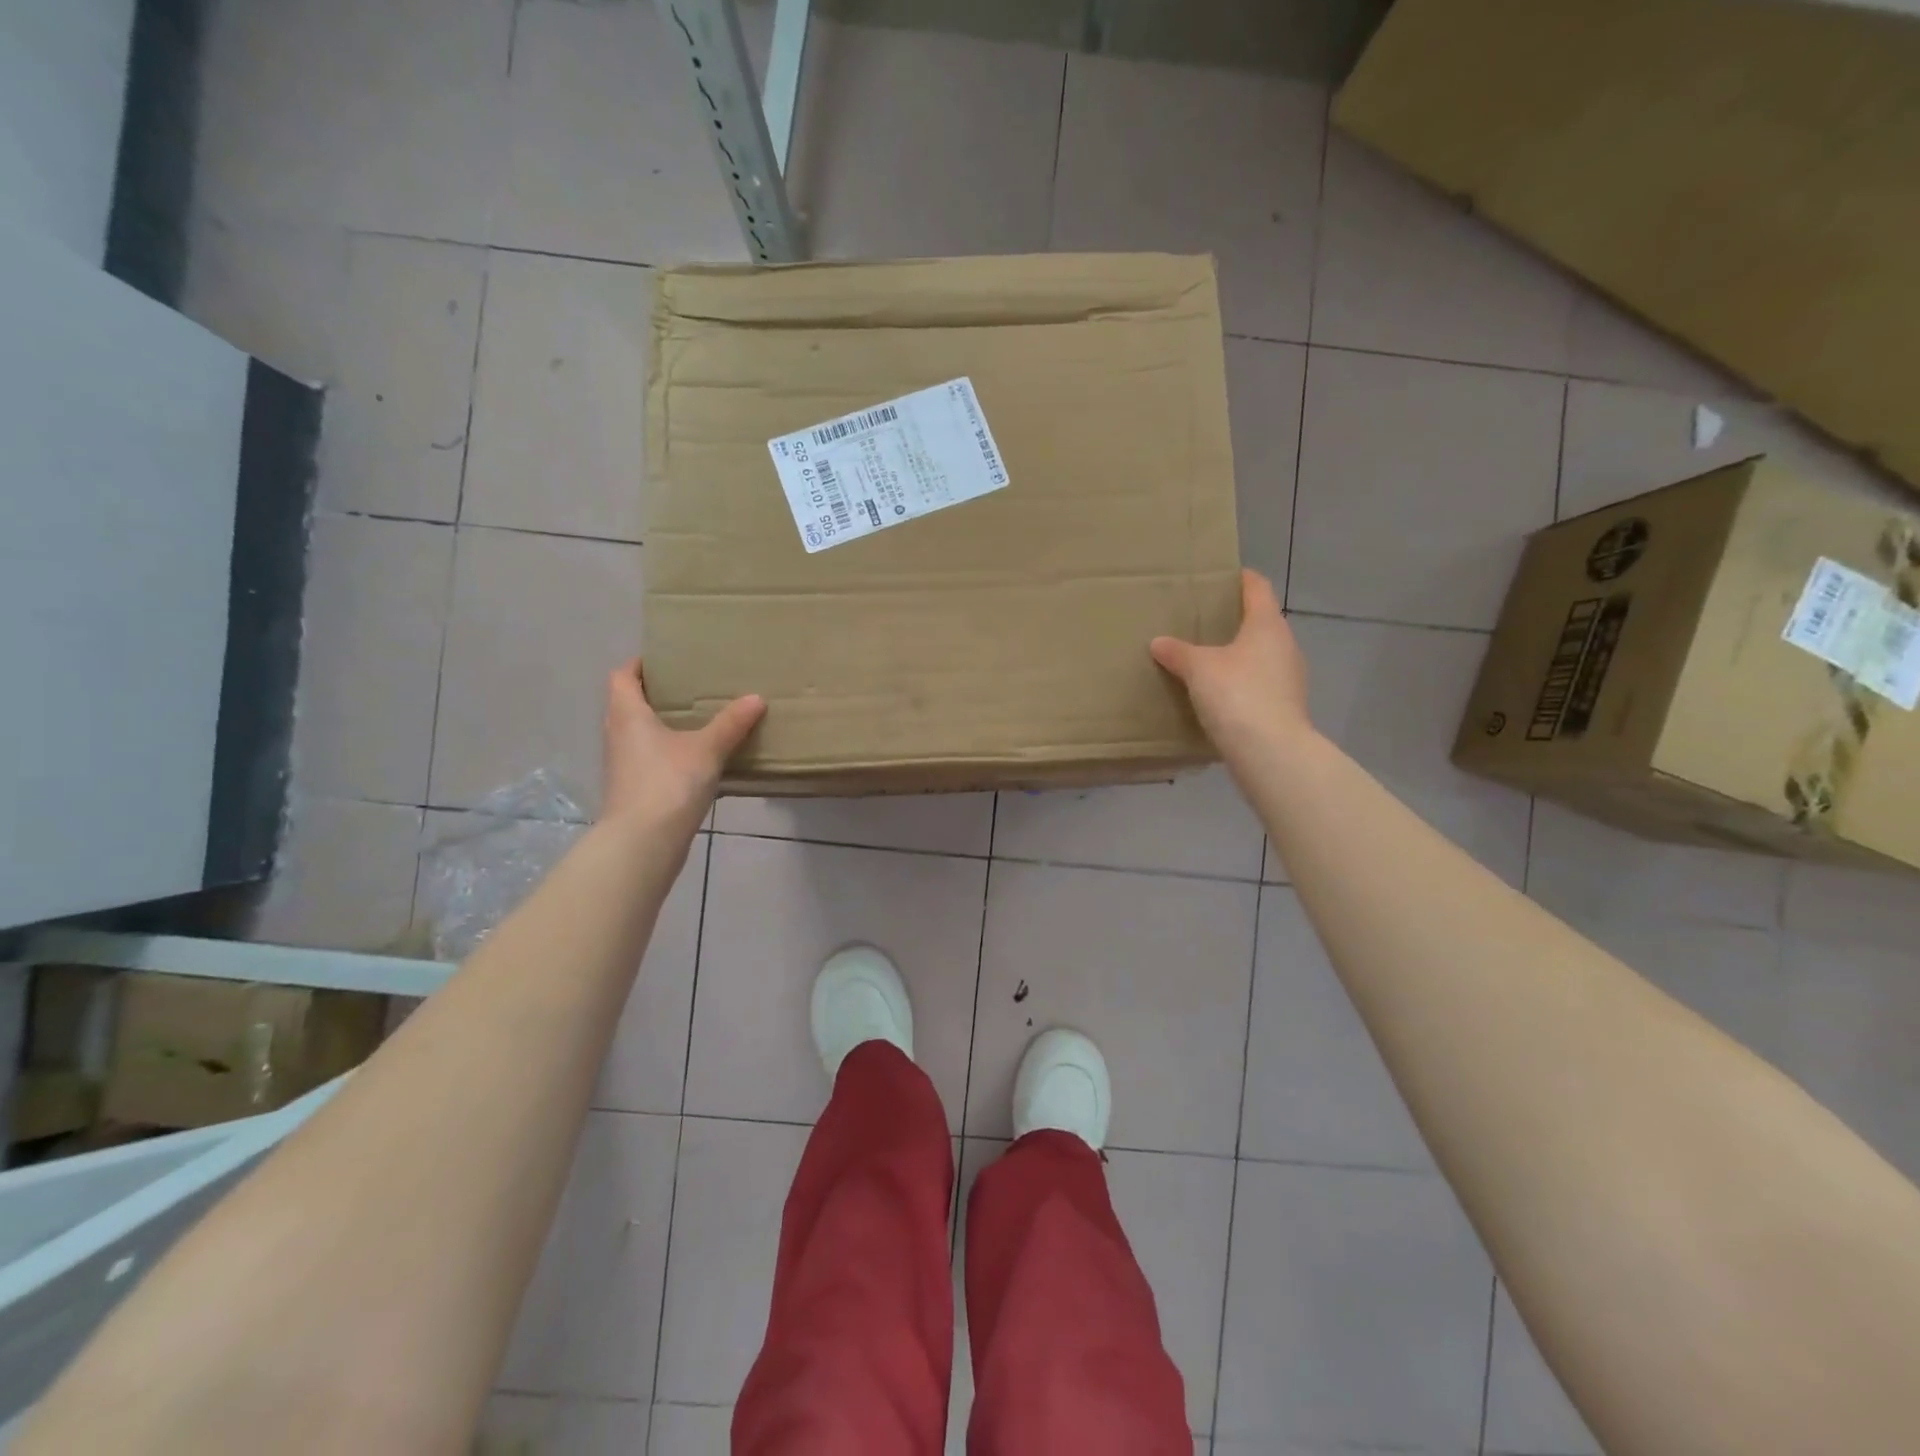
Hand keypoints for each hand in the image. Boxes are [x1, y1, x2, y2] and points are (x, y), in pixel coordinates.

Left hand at [600, 659, 764, 836]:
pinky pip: (647, 758)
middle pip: (628, 703)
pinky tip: (694, 758)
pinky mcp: (632, 788)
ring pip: (638, 733)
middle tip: (689, 686)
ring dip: (660, 724)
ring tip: (696, 719)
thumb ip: (731, 724)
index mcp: (627, 714)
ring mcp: (622, 764)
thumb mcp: (707, 749)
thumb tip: (756, 697)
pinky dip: (666, 751)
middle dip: (654, 693)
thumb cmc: (668, 783)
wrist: (643, 843)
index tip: (665, 659)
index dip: (639, 664)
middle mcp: (617, 734)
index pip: (622, 676)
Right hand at [1151, 570, 1312, 764]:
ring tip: (1205, 659)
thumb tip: (1159, 642)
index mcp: (1267, 625)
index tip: (1220, 576)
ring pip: (1260, 655)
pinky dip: (1241, 682)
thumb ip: (1178, 653)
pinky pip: (1259, 683)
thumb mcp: (1198, 669)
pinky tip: (1218, 694)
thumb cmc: (1237, 695)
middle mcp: (1285, 645)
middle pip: (1260, 622)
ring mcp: (1289, 678)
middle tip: (1201, 621)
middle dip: (1234, 620)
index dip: (1240, 578)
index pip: (1257, 588)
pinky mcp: (1284, 706)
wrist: (1270, 752)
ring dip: (1238, 654)